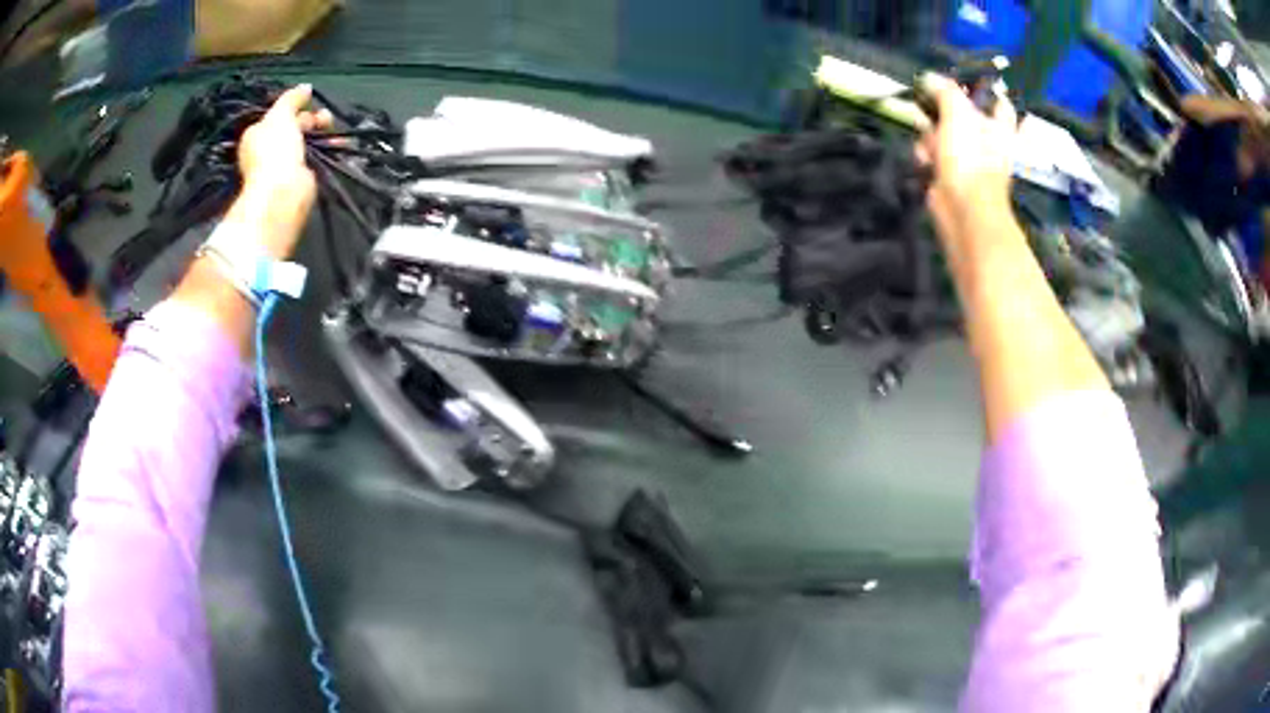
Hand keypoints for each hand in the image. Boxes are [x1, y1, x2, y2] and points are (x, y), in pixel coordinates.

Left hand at [237, 84, 331, 207]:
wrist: (282, 191)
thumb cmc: (274, 150)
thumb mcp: (280, 114)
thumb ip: (292, 98)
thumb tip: (305, 86)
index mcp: (256, 134)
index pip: (278, 115)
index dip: (295, 106)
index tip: (309, 103)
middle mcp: (267, 149)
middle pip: (293, 126)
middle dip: (311, 118)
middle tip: (324, 118)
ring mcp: (282, 164)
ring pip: (305, 140)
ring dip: (321, 131)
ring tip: (331, 127)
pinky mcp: (298, 177)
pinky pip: (314, 156)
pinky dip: (327, 148)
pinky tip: (338, 143)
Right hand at [915, 73, 1017, 232]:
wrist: (962, 210)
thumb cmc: (970, 159)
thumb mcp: (958, 114)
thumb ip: (945, 91)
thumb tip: (929, 77)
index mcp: (998, 127)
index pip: (999, 103)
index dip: (985, 91)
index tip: (964, 82)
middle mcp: (986, 142)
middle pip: (963, 115)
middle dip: (943, 111)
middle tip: (930, 104)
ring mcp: (968, 160)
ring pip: (943, 134)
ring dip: (930, 135)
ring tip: (928, 140)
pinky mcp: (949, 176)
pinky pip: (933, 156)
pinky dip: (926, 156)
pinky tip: (924, 160)